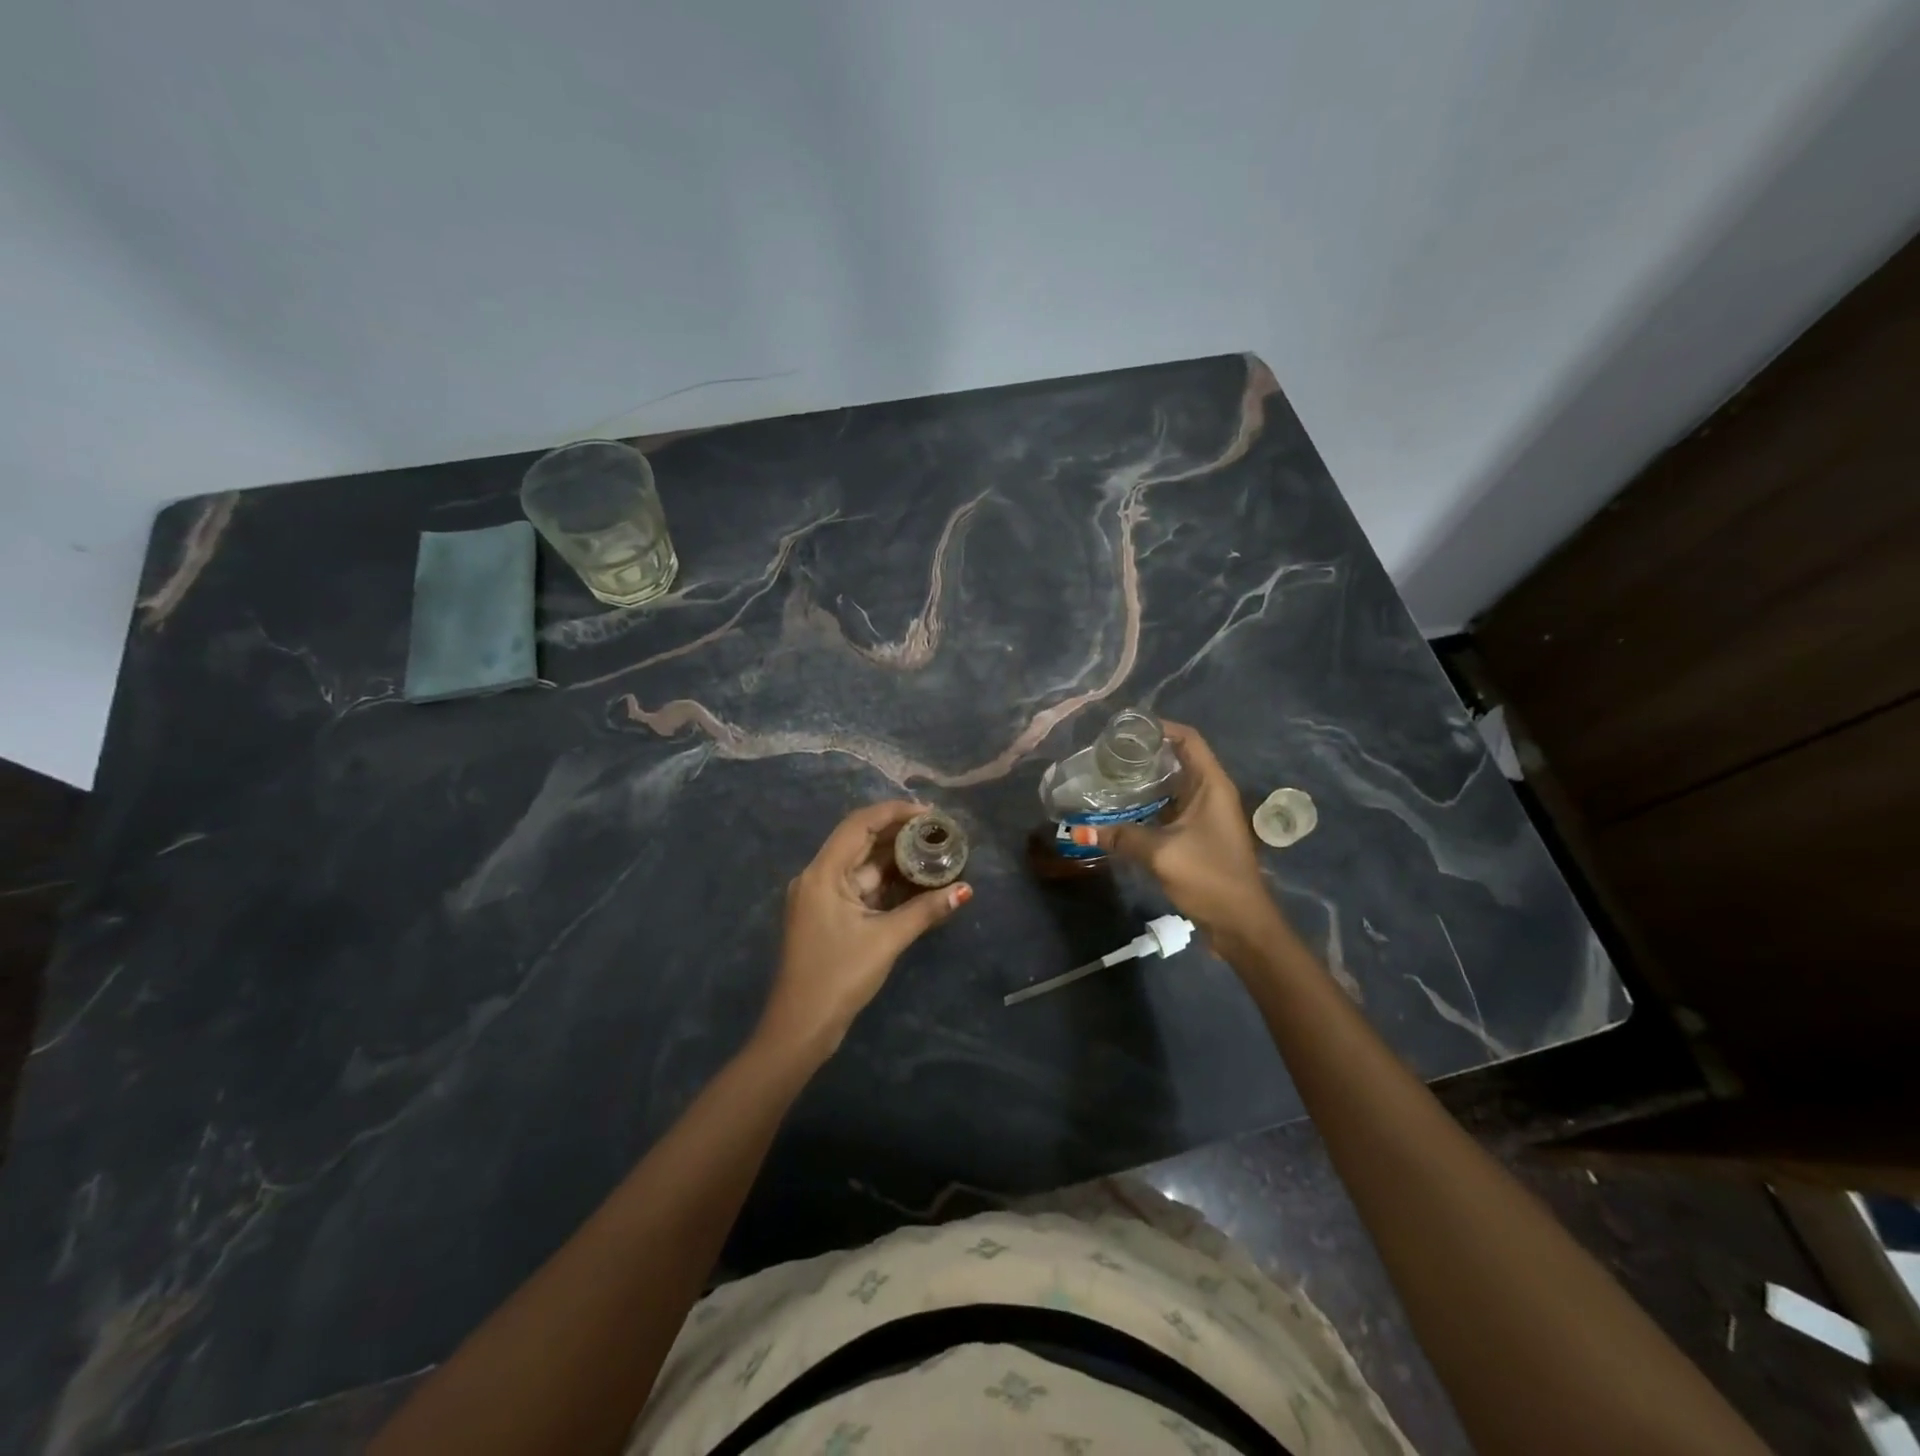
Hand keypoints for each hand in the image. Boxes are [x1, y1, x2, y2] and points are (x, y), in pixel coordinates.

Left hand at [758, 801, 971, 1059]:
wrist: (799, 1028)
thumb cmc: (838, 977)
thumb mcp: (886, 940)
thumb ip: (925, 911)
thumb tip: (965, 890)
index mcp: (823, 873)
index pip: (859, 824)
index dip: (894, 812)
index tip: (930, 813)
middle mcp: (818, 877)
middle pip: (860, 841)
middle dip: (899, 833)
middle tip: (939, 831)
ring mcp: (821, 897)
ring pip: (862, 865)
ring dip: (895, 858)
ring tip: (934, 850)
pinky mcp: (828, 915)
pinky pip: (860, 887)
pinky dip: (886, 882)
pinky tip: (915, 880)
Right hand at [1097, 722, 1279, 942]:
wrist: (1240, 923)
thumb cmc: (1209, 877)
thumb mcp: (1161, 854)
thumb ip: (1122, 837)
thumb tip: (1080, 830)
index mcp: (1211, 785)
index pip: (1188, 739)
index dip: (1160, 727)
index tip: (1125, 729)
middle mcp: (1211, 793)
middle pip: (1178, 759)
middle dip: (1145, 753)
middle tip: (1107, 754)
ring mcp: (1206, 815)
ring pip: (1172, 785)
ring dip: (1144, 781)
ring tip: (1109, 777)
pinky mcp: (1198, 834)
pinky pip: (1170, 808)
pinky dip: (1148, 804)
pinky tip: (1122, 810)